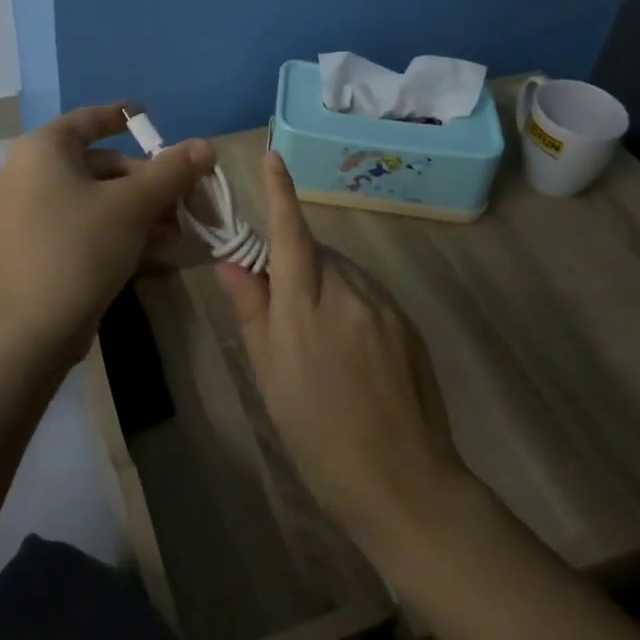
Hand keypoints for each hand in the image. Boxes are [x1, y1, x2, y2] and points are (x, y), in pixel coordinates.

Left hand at [0, 104, 214, 364]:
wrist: (26, 334)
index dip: (123, 116)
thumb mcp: (133, 206)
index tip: (148, 116)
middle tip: (183, 198)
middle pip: (99, 163)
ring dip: (138, 209)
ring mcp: (24, 211)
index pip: (90, 119)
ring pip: (93, 197)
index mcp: (42, 149)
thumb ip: (171, 171)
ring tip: (177, 231)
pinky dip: (114, 228)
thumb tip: (205, 146)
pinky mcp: (30, 246)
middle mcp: (26, 171)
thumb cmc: (79, 249)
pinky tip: (152, 249)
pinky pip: (79, 222)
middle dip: (146, 181)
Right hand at [216, 152, 468, 550]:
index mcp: (305, 305)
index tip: (272, 155)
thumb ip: (252, 310)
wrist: (404, 484)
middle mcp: (348, 291)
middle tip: (282, 310)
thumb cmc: (319, 435)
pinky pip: (368, 295)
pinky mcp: (407, 322)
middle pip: (316, 253)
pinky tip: (353, 355)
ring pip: (343, 273)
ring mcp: (383, 305)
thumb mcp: (270, 375)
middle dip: (295, 263)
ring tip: (321, 346)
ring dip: (325, 286)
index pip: (290, 232)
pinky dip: (351, 305)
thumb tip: (231, 262)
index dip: (280, 192)